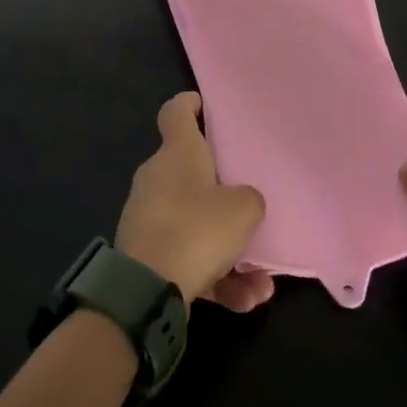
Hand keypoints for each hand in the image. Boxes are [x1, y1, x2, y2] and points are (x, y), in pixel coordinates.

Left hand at [117, 94, 273, 311]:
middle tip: (250, 208)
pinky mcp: (146, 256)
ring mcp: (148, 218)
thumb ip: (250, 200)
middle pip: (190, 174)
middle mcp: (158, 178)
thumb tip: (242, 203)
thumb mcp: (242, 209)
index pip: (175, 114)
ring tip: (260, 282)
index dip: (188, 105)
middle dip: (222, 195)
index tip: (202, 105)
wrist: (147, 290)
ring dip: (230, 252)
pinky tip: (245, 301)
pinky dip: (217, 279)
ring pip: (196, 225)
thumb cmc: (197, 229)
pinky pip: (188, 259)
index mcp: (177, 153)